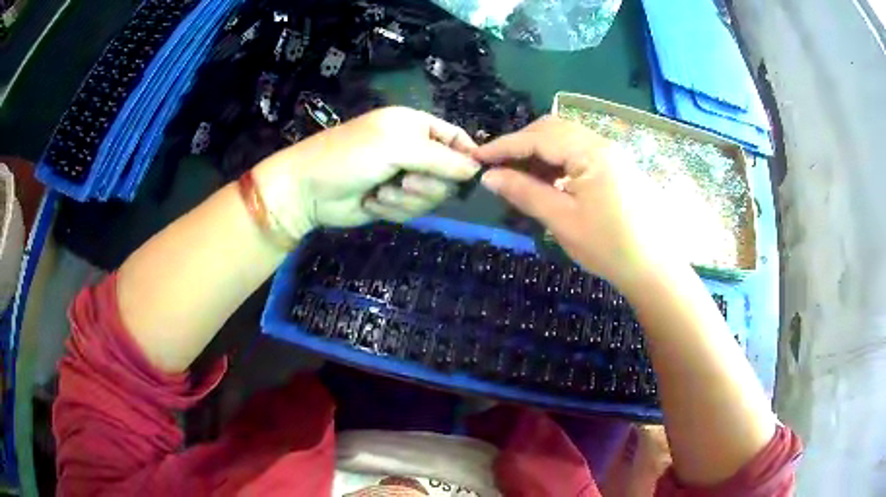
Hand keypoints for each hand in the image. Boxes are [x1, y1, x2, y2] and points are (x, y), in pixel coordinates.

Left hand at [255, 107, 479, 237]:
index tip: (473, 176)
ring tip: (381, 191)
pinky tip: (371, 201)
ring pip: (432, 195)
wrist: (309, 191)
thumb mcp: (397, 147)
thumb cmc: (350, 156)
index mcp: (416, 126)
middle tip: (405, 181)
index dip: (468, 156)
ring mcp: (404, 178)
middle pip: (449, 172)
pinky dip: (392, 209)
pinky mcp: (394, 201)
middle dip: (428, 182)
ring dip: (407, 198)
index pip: (457, 138)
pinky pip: (413, 211)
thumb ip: (440, 157)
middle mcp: (415, 150)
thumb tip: (476, 169)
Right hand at [474, 116, 681, 289]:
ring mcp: (612, 153)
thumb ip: (525, 192)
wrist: (654, 268)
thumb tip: (489, 176)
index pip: (538, 138)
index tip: (477, 158)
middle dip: (521, 144)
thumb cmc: (609, 247)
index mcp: (590, 152)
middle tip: (498, 167)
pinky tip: (549, 181)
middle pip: (552, 129)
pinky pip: (580, 152)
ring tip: (520, 177)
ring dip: (540, 152)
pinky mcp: (617, 166)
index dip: (504, 146)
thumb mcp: (562, 220)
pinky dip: (558, 161)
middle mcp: (602, 143)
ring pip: (566, 139)